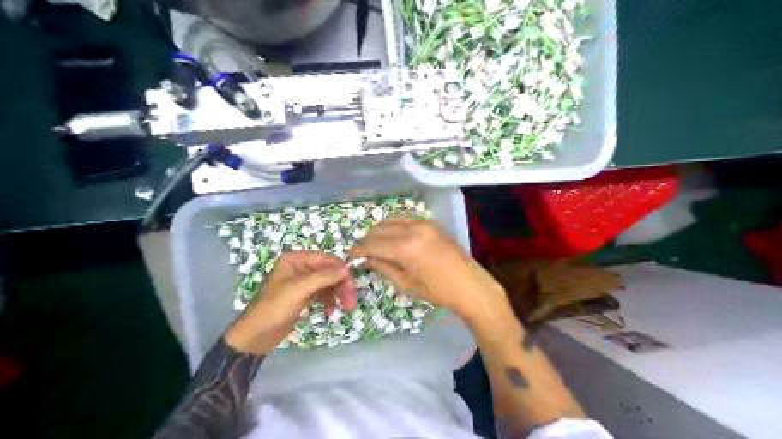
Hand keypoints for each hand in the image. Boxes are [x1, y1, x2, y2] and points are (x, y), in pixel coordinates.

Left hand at [219, 251, 354, 354]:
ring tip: (346, 309)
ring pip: (328, 283)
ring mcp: (302, 282)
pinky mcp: (303, 295)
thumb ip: (324, 276)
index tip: (352, 287)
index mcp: (295, 259)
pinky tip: (331, 311)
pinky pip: (323, 293)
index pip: (326, 259)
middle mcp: (299, 267)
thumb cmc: (275, 308)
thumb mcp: (299, 289)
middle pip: (329, 271)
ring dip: (338, 294)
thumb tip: (347, 268)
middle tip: (351, 303)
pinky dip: (329, 300)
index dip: (340, 271)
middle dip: (341, 285)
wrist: (256, 336)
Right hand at [346, 216, 506, 321]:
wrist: (468, 284)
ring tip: (375, 244)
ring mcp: (423, 223)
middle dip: (367, 240)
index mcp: (405, 248)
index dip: (359, 249)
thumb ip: (383, 267)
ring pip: (390, 220)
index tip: (351, 254)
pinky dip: (393, 225)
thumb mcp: (406, 283)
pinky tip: (391, 237)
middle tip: (363, 252)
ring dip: (379, 231)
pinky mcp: (430, 222)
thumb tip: (366, 258)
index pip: (373, 244)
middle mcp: (413, 229)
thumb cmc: (437, 291)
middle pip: (379, 229)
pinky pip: (404, 219)